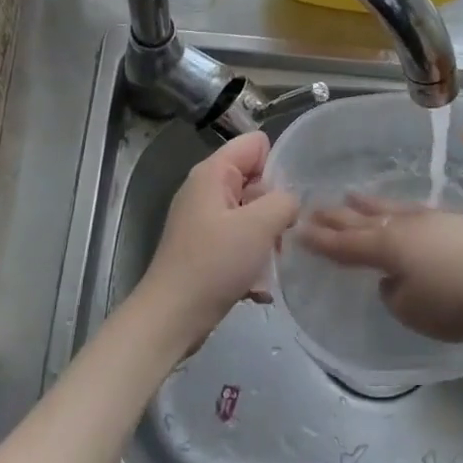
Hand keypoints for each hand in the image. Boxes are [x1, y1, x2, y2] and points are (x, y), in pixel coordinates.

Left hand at [135, 132, 300, 350]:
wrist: (172, 317)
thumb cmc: (214, 264)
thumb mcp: (259, 225)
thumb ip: (284, 201)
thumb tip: (290, 201)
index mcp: (212, 173)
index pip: (255, 145)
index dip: (276, 165)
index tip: (286, 199)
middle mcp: (206, 190)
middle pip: (255, 181)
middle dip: (274, 207)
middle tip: (281, 236)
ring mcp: (205, 221)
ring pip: (251, 215)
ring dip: (267, 239)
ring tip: (269, 264)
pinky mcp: (206, 249)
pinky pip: (240, 242)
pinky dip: (252, 260)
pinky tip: (257, 286)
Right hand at [297, 195, 462, 342]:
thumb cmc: (459, 300)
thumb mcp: (414, 311)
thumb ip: (394, 295)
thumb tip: (393, 279)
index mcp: (386, 247)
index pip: (344, 244)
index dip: (320, 240)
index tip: (297, 231)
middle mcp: (404, 226)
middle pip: (362, 219)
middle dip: (335, 216)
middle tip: (311, 208)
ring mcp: (433, 220)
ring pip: (390, 209)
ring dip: (368, 204)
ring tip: (350, 195)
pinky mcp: (459, 222)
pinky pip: (416, 213)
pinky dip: (399, 210)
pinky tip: (404, 212)